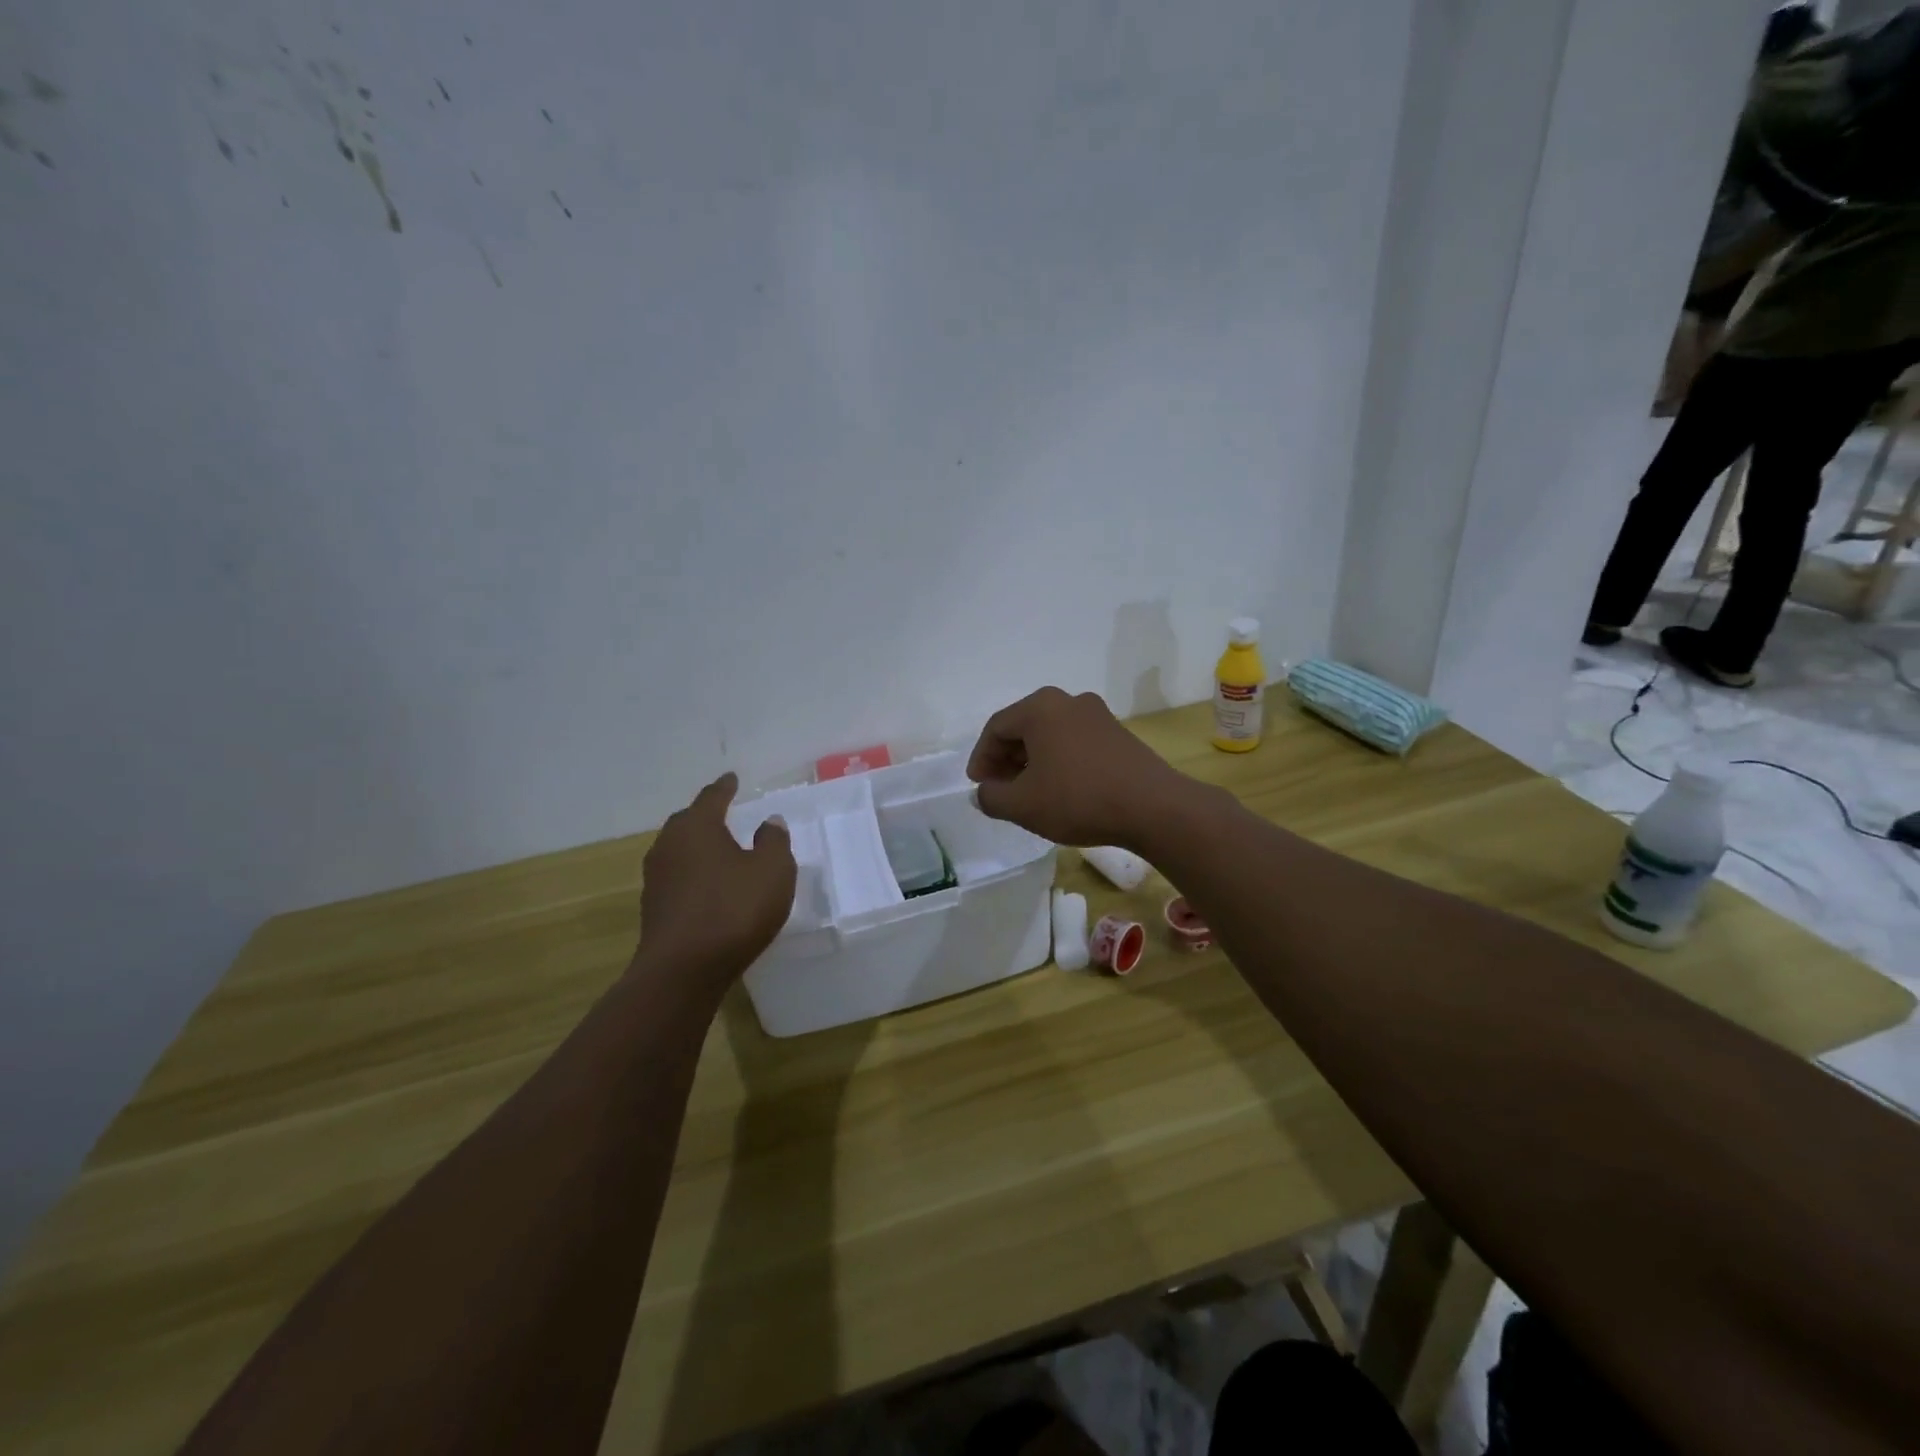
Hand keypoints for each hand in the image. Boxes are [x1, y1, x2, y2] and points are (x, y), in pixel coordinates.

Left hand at [637, 773, 795, 981]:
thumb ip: (773, 841)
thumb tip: (769, 821)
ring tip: (719, 850)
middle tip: (724, 811)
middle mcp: (669, 845)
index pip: (712, 797)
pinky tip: (709, 886)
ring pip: (679, 850)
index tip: (732, 778)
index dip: (725, 787)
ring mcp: (656, 878)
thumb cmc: (733, 910)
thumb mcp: (772, 871)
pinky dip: (693, 873)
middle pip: (688, 821)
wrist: (683, 970)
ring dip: (698, 847)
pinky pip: (677, 877)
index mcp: (697, 827)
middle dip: (706, 815)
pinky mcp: (654, 908)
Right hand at [965, 687, 1191, 847]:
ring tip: (1028, 793)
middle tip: (1000, 790)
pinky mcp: (1118, 734)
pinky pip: (1074, 742)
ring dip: (1032, 761)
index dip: (981, 758)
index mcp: (1040, 708)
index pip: (996, 728)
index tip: (979, 786)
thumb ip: (991, 797)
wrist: (1153, 807)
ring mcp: (1097, 715)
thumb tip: (984, 792)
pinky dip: (1058, 761)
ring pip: (1050, 735)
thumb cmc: (1078, 799)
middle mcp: (1068, 701)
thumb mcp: (1022, 805)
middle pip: (1024, 727)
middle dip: (1006, 759)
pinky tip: (1060, 790)